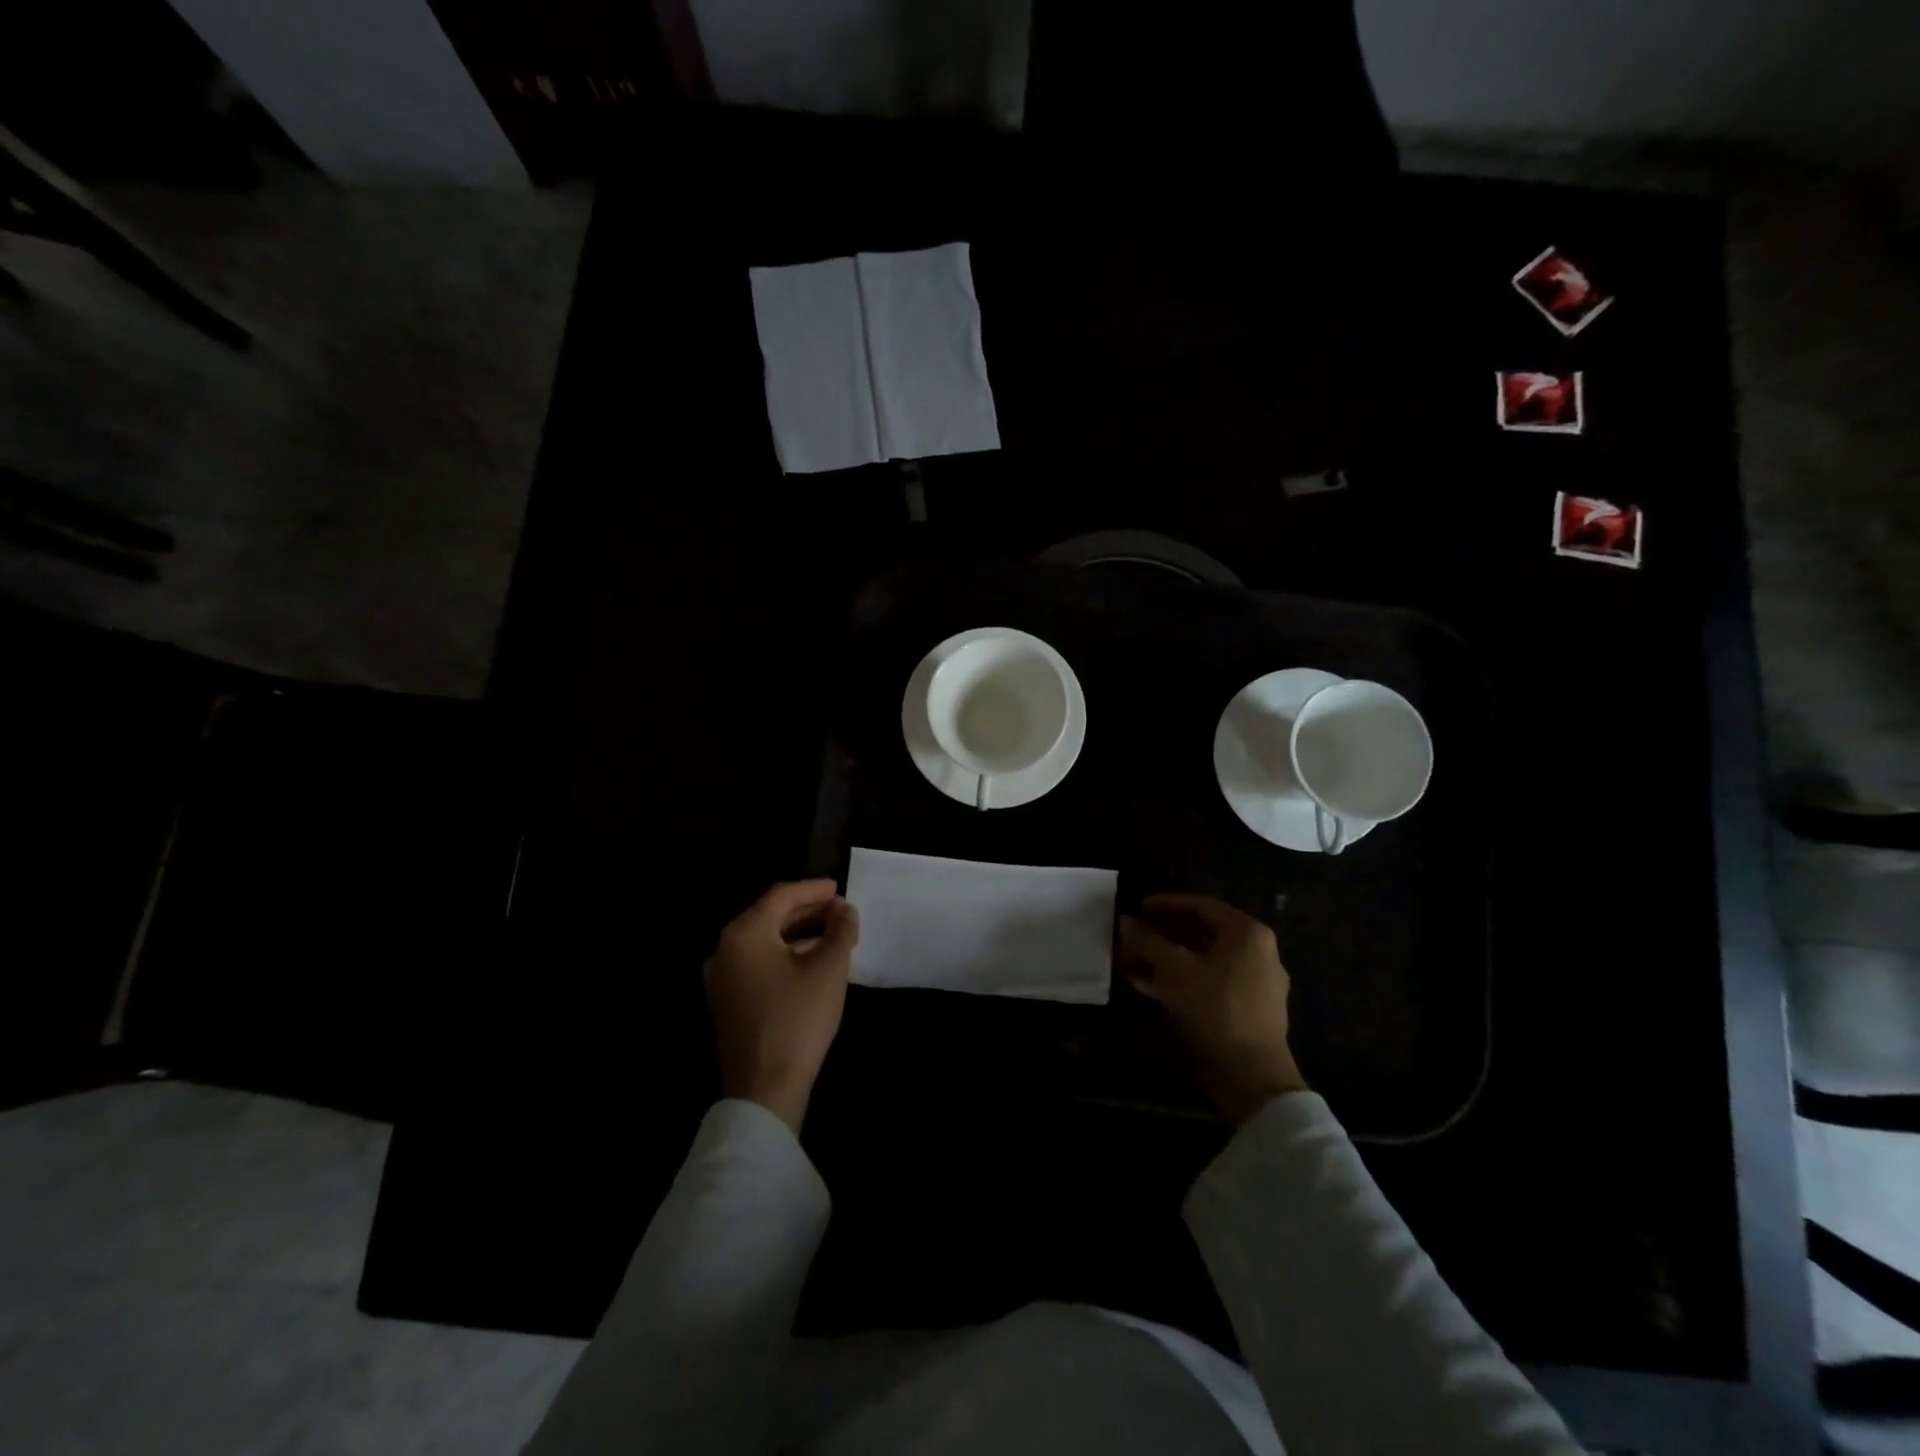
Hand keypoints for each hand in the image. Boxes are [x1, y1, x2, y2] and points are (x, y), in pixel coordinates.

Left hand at [703, 879, 859, 1132]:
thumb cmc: (797, 1019)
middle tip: (840, 910)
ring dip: (798, 933)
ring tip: (832, 934)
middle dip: (807, 910)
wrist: (764, 1089)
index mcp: (744, 934)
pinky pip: (758, 963)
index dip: (813, 889)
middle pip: (769, 916)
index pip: (781, 896)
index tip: (840, 887)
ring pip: (764, 941)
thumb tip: (845, 911)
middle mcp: (725, 950)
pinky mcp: (727, 1003)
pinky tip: (811, 962)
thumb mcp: (828, 969)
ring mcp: (722, 979)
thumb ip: (840, 931)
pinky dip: (785, 954)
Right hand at [1118, 893, 1306, 1122]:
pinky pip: (1205, 983)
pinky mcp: (1243, 1010)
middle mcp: (1255, 952)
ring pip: (1199, 960)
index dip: (1164, 903)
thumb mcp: (1174, 970)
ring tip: (1127, 962)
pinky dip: (1177, 980)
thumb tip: (1125, 921)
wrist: (1252, 1077)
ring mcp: (1252, 983)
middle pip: (1199, 933)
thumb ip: (1148, 941)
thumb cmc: (1215, 1009)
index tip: (1136, 907)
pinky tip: (1143, 984)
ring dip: (1163, 959)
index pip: (1201, 905)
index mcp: (1247, 934)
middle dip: (1159, 935)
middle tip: (1129, 937)